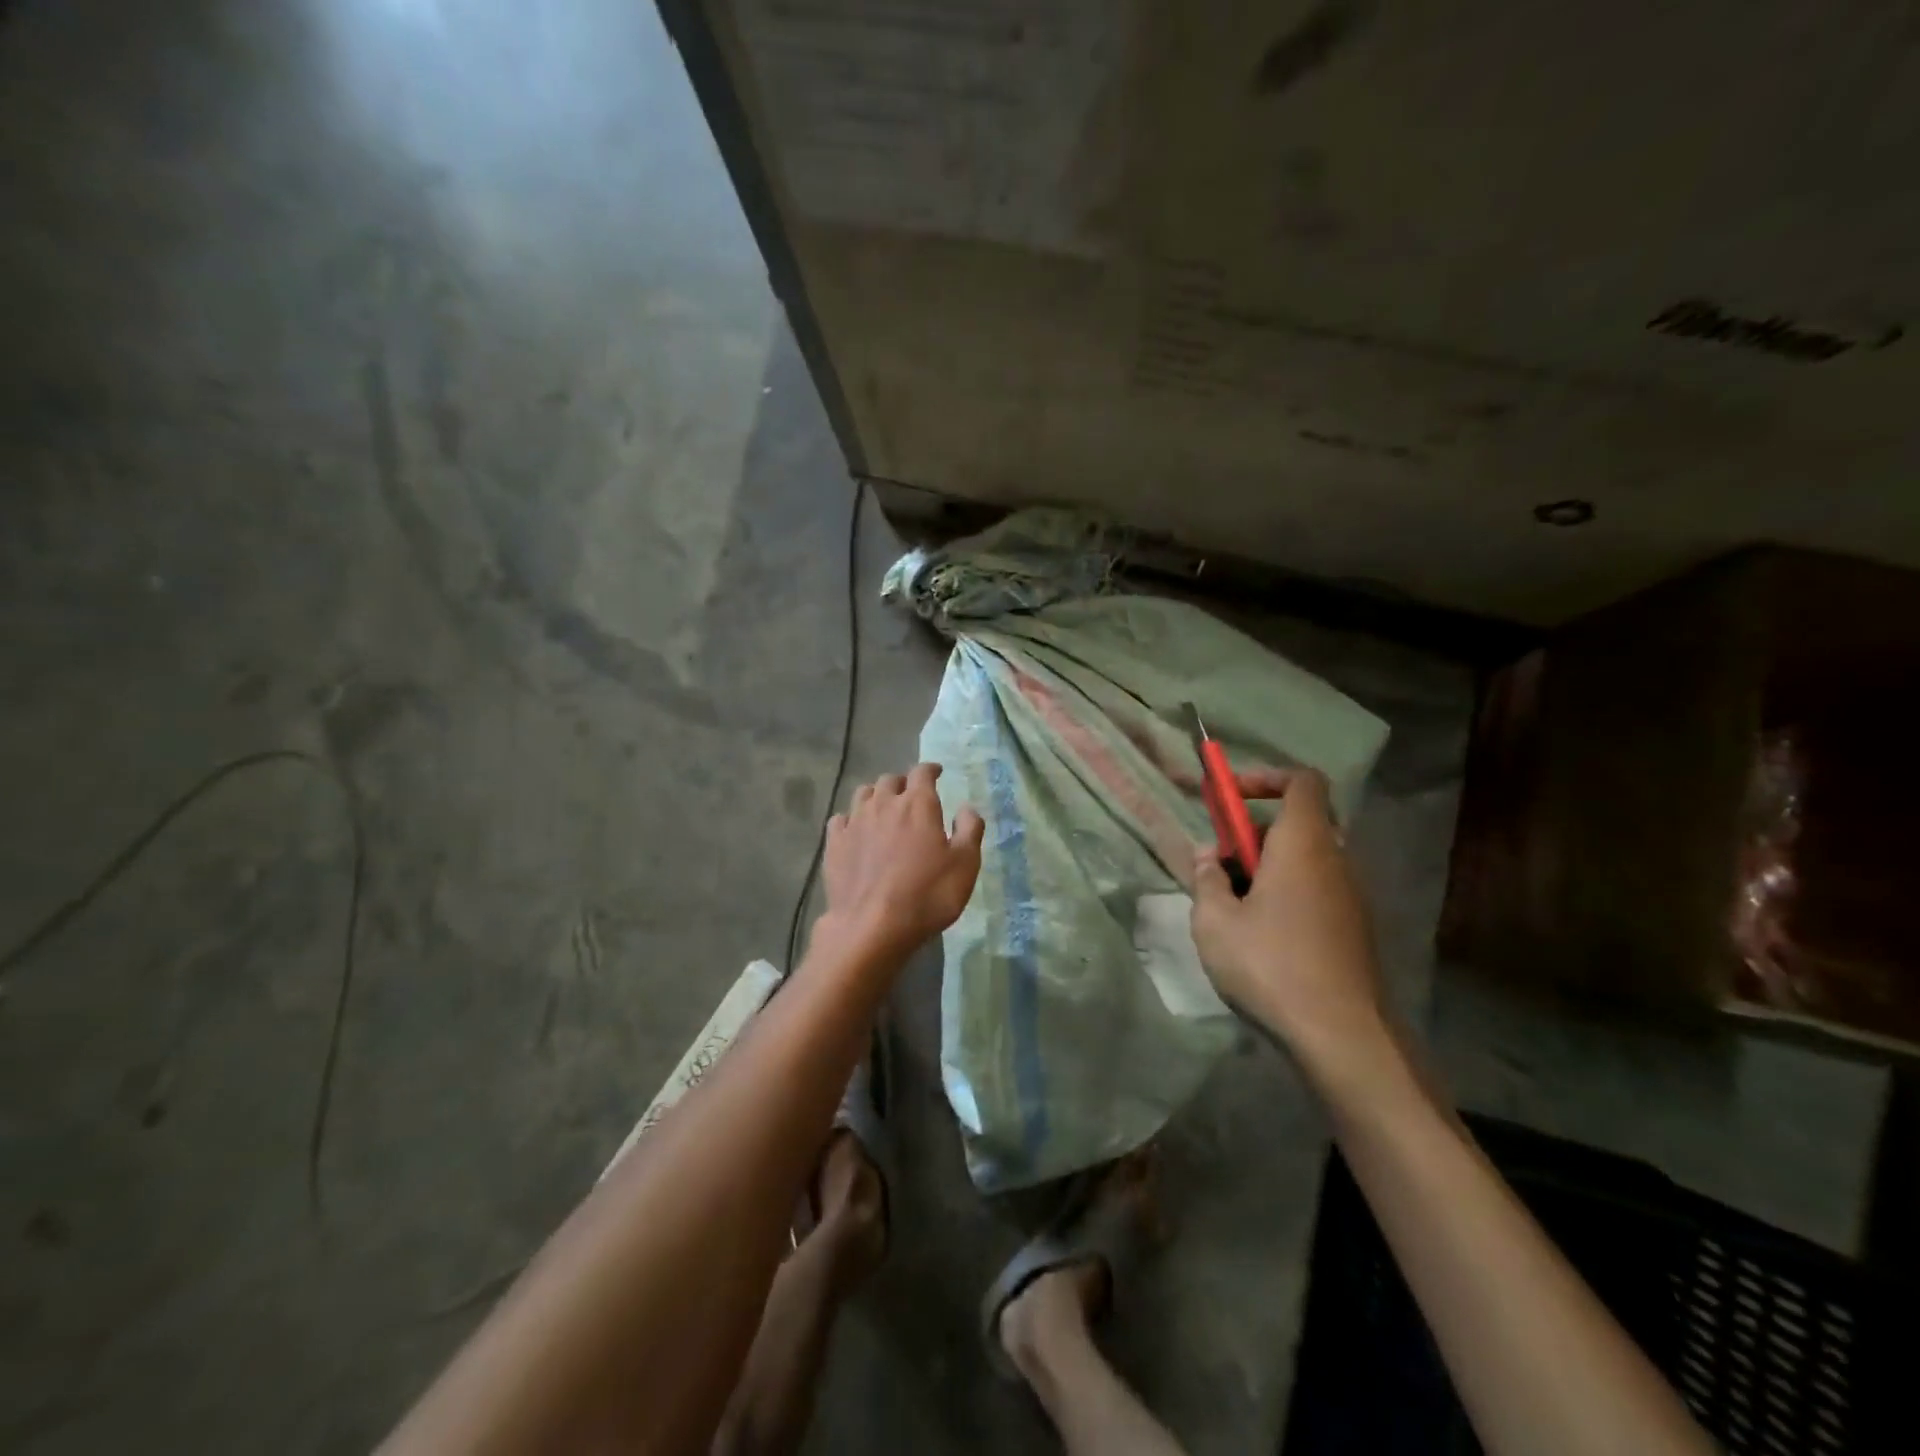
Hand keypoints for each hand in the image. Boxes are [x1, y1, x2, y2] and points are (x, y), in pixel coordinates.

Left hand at [819, 764, 983, 958]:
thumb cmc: (927, 895)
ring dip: (876, 796)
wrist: (872, 926)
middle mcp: (883, 804)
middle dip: (902, 784)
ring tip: (883, 809)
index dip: (930, 770)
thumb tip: (967, 808)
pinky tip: (855, 832)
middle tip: (910, 797)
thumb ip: (969, 830)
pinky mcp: (834, 844)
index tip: (937, 773)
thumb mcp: (965, 865)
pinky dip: (850, 819)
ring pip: (863, 794)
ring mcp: (854, 822)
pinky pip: (840, 819)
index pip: (922, 772)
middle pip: (890, 780)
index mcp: (918, 804)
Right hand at [1190, 768, 1392, 1084]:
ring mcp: (1351, 896)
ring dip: (1268, 867)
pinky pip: (1317, 889)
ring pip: (1306, 860)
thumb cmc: (1271, 964)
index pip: (1302, 781)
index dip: (1266, 778)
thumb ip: (1207, 880)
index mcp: (1304, 844)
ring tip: (1232, 905)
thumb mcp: (1215, 921)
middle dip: (1254, 834)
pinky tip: (1260, 935)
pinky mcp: (1354, 928)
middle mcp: (1335, 860)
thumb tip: (1208, 858)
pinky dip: (1287, 893)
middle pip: (1299, 822)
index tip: (1229, 797)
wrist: (1341, 1035)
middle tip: (1220, 865)